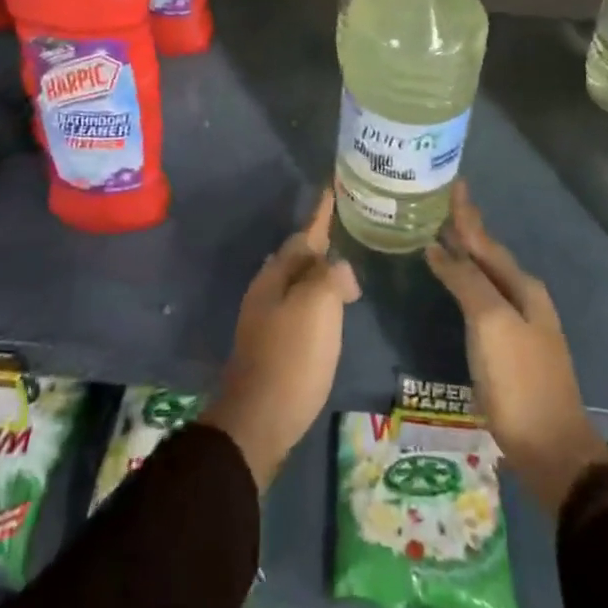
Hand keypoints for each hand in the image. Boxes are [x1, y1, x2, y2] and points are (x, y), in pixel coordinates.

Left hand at [201, 190, 359, 491]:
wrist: (259, 420)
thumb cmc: (292, 357)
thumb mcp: (318, 307)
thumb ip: (331, 276)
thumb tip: (339, 269)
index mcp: (276, 274)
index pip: (305, 234)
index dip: (321, 212)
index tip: (332, 187)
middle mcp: (268, 289)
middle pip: (298, 255)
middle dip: (321, 242)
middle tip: (348, 229)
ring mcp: (268, 318)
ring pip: (298, 281)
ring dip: (320, 271)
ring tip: (345, 266)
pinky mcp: (275, 344)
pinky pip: (301, 306)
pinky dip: (319, 299)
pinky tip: (332, 308)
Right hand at [426, 180, 607, 514]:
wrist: (551, 447)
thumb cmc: (519, 379)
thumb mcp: (490, 323)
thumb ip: (466, 281)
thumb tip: (439, 247)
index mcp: (522, 286)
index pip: (486, 240)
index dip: (467, 214)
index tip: (453, 183)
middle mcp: (524, 297)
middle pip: (488, 254)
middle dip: (466, 229)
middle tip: (440, 204)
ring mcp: (518, 323)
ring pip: (486, 276)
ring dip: (465, 254)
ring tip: (441, 235)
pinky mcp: (508, 347)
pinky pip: (482, 298)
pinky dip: (465, 281)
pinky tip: (455, 284)